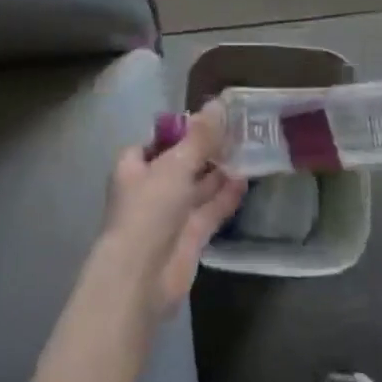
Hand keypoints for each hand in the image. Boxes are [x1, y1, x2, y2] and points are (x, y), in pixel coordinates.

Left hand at [95, 102, 246, 318]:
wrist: (142, 277)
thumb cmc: (149, 210)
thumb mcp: (175, 165)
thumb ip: (200, 137)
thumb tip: (218, 103)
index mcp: (134, 166)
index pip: (157, 141)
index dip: (181, 130)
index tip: (209, 118)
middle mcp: (151, 188)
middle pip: (181, 163)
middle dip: (205, 150)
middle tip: (237, 131)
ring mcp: (170, 215)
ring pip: (197, 187)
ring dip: (218, 172)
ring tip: (248, 151)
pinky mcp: (189, 238)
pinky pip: (210, 210)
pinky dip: (225, 197)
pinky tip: (246, 181)